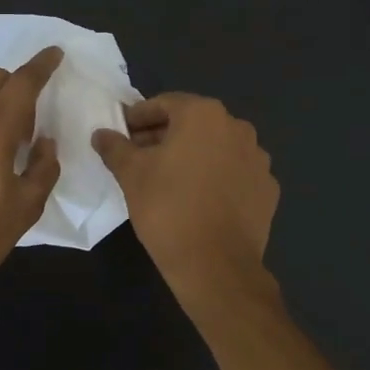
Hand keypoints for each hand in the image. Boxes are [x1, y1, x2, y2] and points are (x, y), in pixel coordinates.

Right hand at [92, 94, 278, 294]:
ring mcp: (258, 159)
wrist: (216, 265)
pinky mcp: (267, 189)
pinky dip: (216, 178)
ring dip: (193, 156)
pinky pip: (235, 173)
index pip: (164, 104)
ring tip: (169, 179)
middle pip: (193, 124)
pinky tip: (199, 199)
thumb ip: (115, 148)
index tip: (122, 133)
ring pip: (216, 148)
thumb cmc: (168, 209)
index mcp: (204, 115)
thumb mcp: (131, 175)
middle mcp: (237, 128)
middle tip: (139, 156)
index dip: (138, 117)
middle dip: (164, 136)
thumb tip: (101, 134)